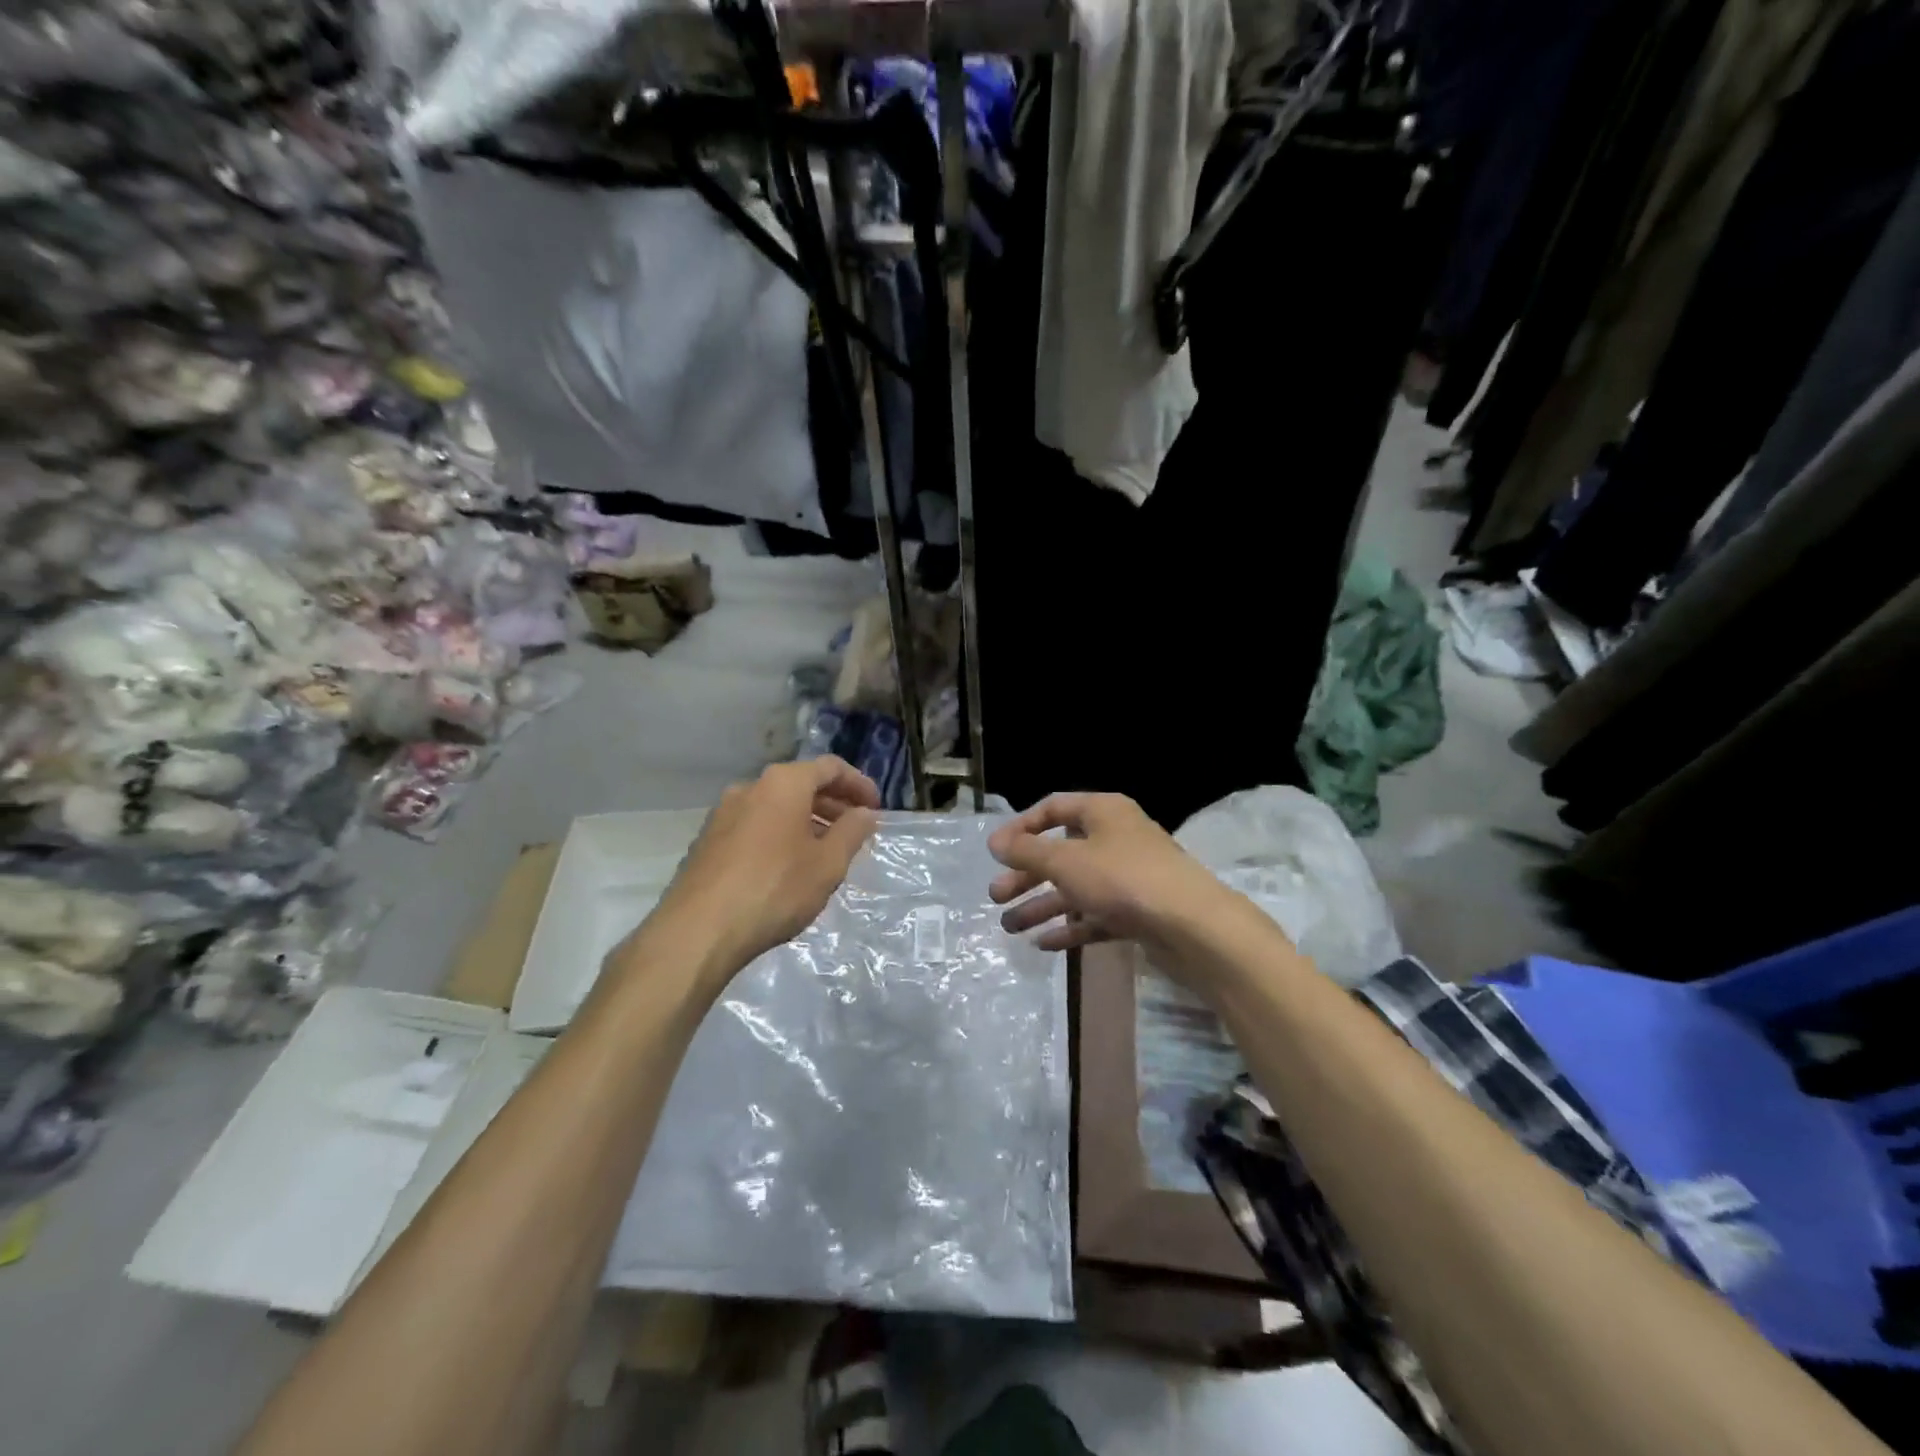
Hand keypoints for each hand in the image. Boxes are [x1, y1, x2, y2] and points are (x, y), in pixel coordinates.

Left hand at [642, 757, 879, 985]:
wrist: (698, 931)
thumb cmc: (775, 889)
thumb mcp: (828, 864)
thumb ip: (852, 832)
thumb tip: (865, 813)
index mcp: (783, 783)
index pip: (830, 767)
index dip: (859, 784)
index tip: (876, 808)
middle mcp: (750, 787)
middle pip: (800, 784)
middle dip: (833, 803)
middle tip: (856, 829)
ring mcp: (723, 813)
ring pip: (776, 806)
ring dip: (806, 820)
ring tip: (826, 850)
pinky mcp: (708, 841)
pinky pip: (755, 825)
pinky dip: (780, 834)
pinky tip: (789, 866)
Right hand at [987, 792, 1233, 953]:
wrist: (1191, 925)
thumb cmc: (1122, 878)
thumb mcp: (1065, 861)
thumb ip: (1027, 851)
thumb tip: (996, 842)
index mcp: (1103, 811)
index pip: (1053, 808)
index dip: (1021, 827)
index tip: (996, 852)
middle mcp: (1116, 838)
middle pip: (1061, 852)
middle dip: (1027, 875)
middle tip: (996, 896)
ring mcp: (1129, 876)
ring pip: (1076, 887)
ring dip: (1042, 905)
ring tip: (1009, 926)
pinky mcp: (1138, 910)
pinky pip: (1095, 915)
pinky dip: (1070, 927)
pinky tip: (1043, 944)